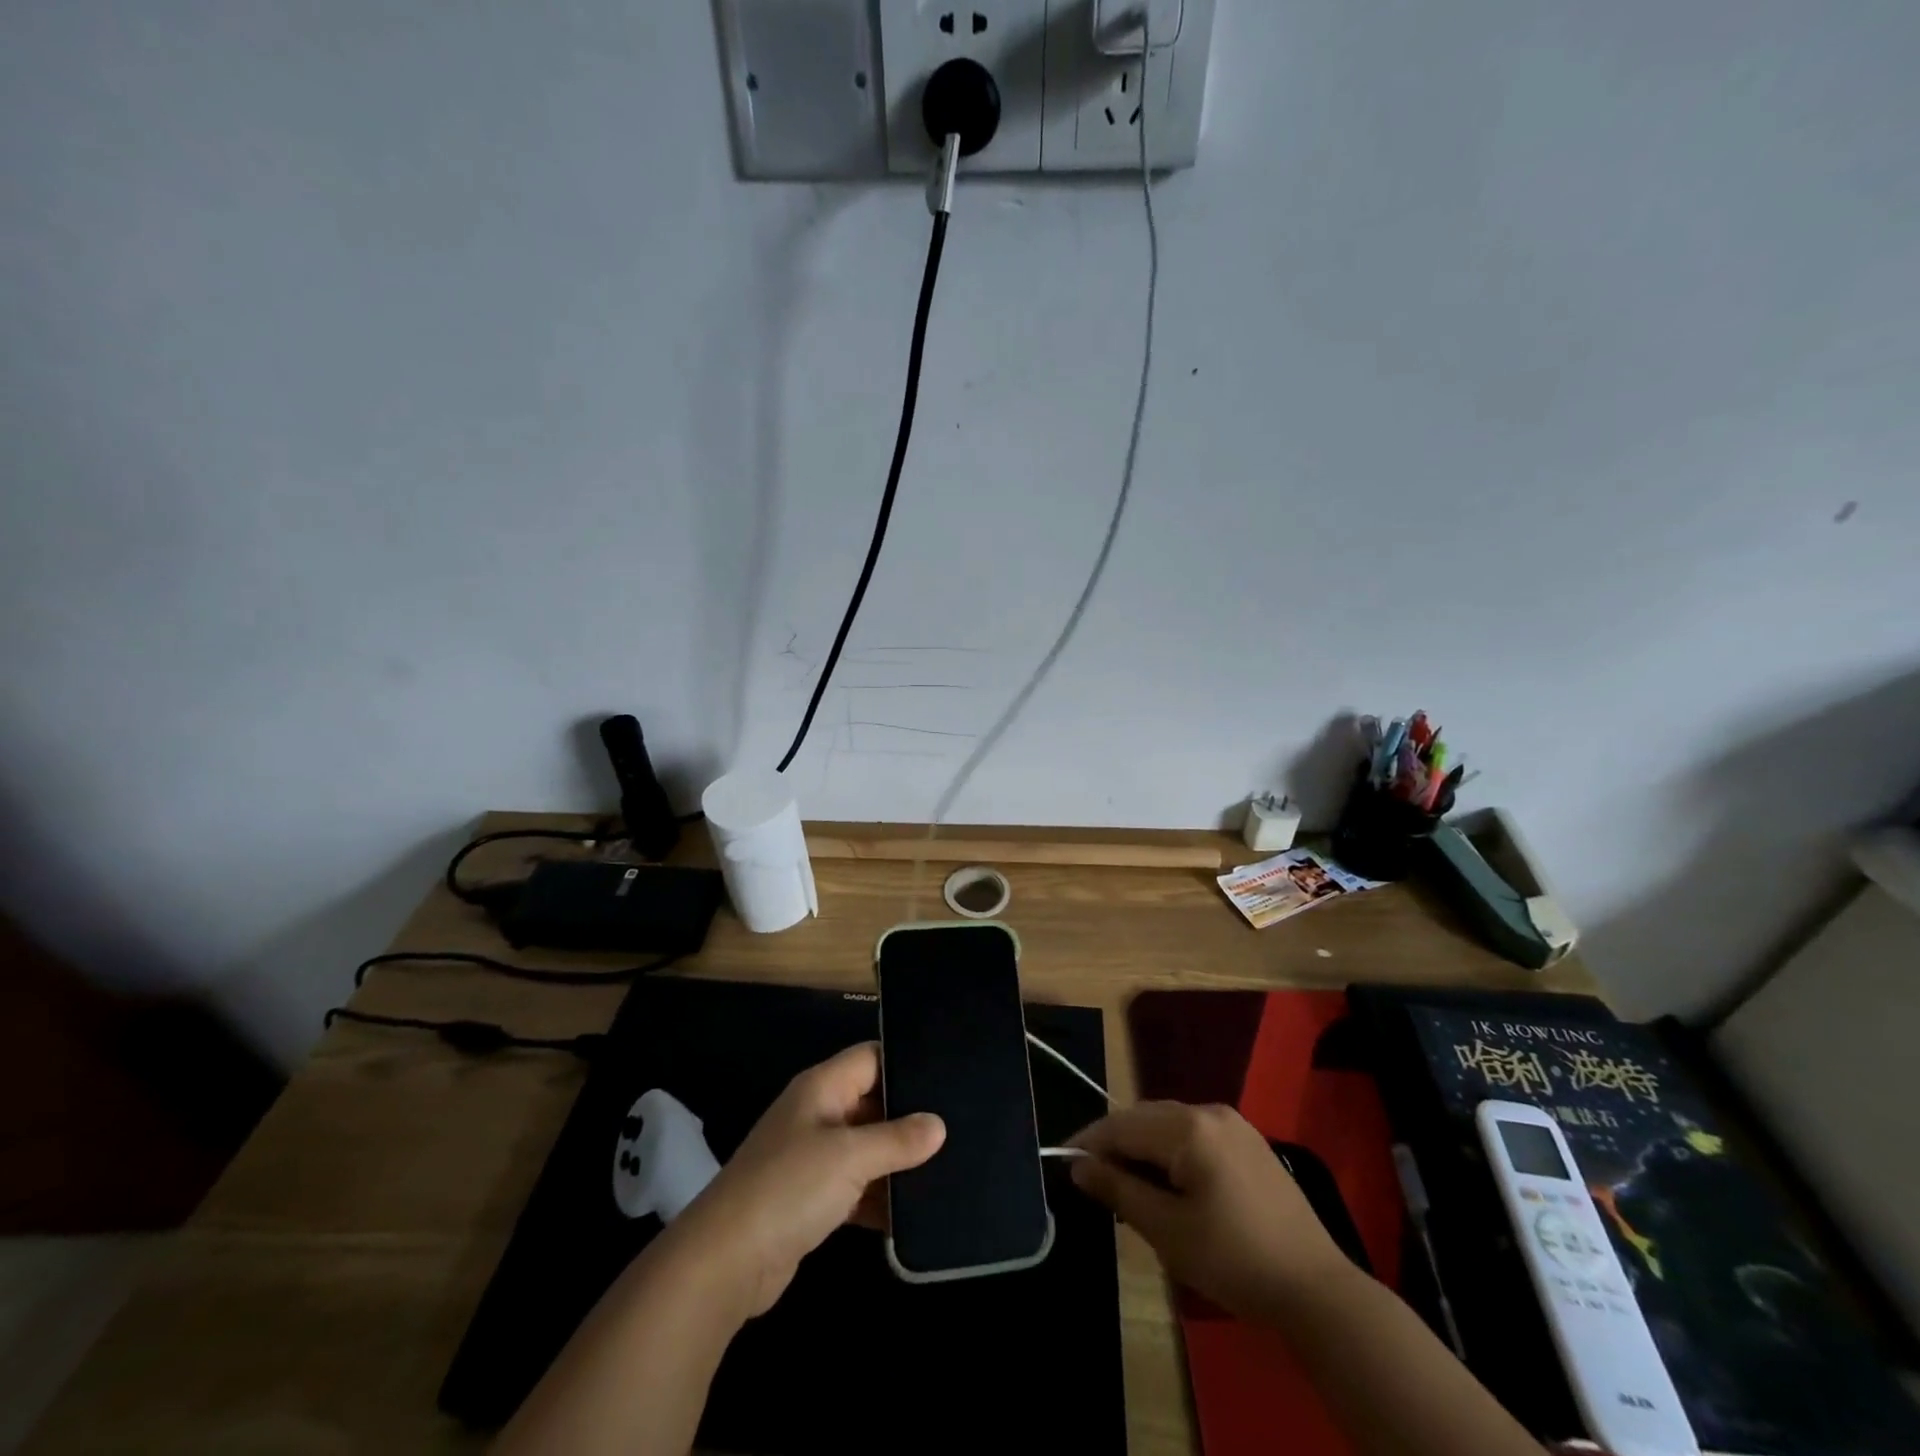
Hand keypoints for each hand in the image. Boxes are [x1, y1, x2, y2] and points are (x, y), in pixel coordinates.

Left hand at [667, 1042, 944, 1317]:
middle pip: (872, 1102)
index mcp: (822, 1088)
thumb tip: (939, 1125)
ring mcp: (812, 1158)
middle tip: (959, 1124)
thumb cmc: (789, 1188)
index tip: (949, 1075)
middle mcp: (818, 1114)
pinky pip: (856, 1187)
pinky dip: (880, 1197)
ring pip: (866, 1148)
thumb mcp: (851, 1157)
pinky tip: (916, 1211)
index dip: (906, 1062)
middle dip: (909, 1116)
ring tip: (949, 1165)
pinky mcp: (811, 1199)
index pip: (871, 1058)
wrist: (724, 1263)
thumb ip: (898, 1139)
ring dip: (897, 1161)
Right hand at [1069, 1101, 1351, 1319]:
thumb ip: (1119, 1191)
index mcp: (1188, 1127)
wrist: (1317, 1288)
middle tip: (1093, 1177)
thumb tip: (1079, 1165)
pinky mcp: (1248, 1140)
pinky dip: (1171, 1148)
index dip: (1089, 1141)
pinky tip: (1168, 1180)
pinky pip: (1194, 1131)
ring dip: (1143, 1145)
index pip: (1122, 1125)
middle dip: (1116, 1142)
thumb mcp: (1168, 1231)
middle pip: (1145, 1116)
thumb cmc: (1234, 1260)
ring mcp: (1233, 1122)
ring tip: (1127, 1182)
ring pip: (1169, 1122)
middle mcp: (1208, 1110)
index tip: (1063, 1159)